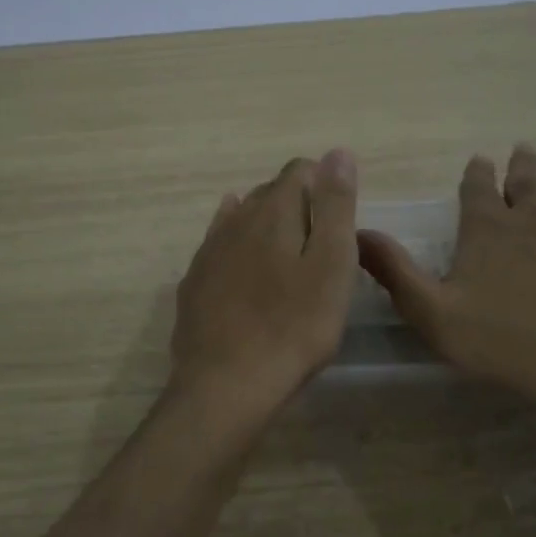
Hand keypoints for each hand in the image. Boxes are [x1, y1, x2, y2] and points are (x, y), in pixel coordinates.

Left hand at [170, 150, 359, 416]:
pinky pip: (218, 246)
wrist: (227, 384)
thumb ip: (336, 206)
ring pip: (241, 217)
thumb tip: (337, 152)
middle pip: (270, 193)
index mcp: (274, 212)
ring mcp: (209, 251)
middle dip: (298, 203)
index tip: (341, 219)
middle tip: (321, 241)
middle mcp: (235, 220)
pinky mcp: (195, 282)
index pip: (300, 171)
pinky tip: (239, 254)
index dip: (324, 184)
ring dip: (265, 222)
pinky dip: (235, 242)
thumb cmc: (294, 327)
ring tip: (286, 247)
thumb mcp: (332, 265)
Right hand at [358, 143, 535, 413]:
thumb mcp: (431, 312)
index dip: (477, 173)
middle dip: (523, 168)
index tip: (480, 158)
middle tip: (524, 150)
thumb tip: (360, 232)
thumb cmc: (501, 340)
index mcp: (490, 232)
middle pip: (530, 185)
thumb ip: (395, 272)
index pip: (478, 188)